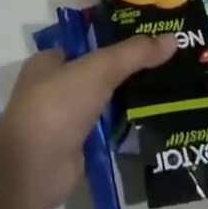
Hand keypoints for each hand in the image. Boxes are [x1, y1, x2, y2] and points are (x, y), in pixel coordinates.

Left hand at [0, 33, 176, 208]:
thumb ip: (134, 54)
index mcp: (48, 63)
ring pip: (104, 102)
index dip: (115, 39)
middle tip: (166, 63)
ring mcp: (65, 120)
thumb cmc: (58, 106)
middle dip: (128, 71)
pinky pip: (107, 130)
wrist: (34, 169)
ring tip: (169, 89)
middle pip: (98, 73)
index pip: (86, 44)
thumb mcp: (99, 70)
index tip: (148, 39)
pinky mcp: (77, 148)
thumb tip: (173, 39)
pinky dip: (126, 127)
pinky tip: (155, 120)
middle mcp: (53, 89)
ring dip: (129, 99)